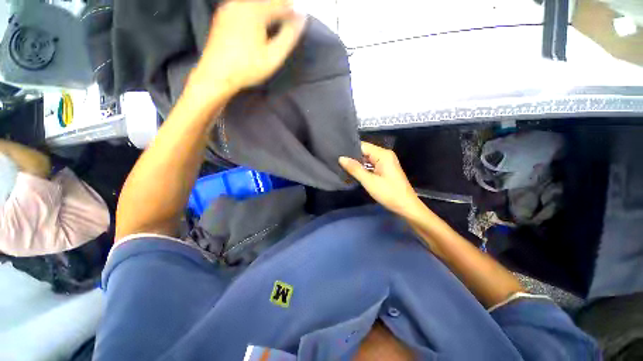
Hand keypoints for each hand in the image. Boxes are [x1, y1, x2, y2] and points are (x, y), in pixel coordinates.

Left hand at [188, 0, 306, 99]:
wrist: (216, 74)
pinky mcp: (222, 15)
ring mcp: (229, 8)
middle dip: (280, 6)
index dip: (292, 10)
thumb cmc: (248, 68)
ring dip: (268, 8)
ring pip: (254, 3)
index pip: (280, 4)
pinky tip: (259, 22)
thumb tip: (301, 19)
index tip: (301, 16)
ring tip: (278, 19)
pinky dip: (256, 11)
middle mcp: (241, 3)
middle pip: (266, 0)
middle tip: (290, 17)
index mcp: (255, 11)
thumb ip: (288, 37)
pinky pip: (244, 7)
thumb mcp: (273, 56)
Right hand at [340, 142, 422, 216]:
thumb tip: (341, 158)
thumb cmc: (389, 193)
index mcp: (383, 154)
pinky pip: (371, 164)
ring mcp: (386, 162)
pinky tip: (353, 171)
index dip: (350, 149)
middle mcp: (385, 155)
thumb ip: (355, 169)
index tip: (337, 153)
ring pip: (367, 158)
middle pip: (365, 151)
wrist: (406, 207)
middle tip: (337, 160)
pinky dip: (363, 167)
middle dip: (352, 156)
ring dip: (357, 162)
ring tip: (342, 165)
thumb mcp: (369, 181)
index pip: (363, 146)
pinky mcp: (385, 169)